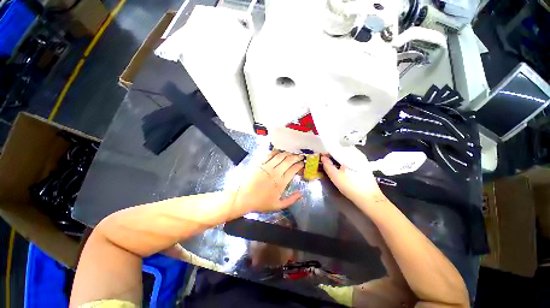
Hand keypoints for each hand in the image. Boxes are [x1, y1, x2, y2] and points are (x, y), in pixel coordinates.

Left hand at [234, 151, 303, 211]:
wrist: (243, 198)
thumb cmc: (261, 202)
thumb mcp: (278, 205)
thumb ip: (291, 200)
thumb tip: (301, 193)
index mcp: (281, 182)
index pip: (293, 170)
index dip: (299, 165)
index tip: (302, 163)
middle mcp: (275, 172)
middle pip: (288, 161)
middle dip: (296, 157)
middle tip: (299, 155)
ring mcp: (266, 167)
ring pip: (280, 156)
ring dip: (287, 153)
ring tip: (290, 152)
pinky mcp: (259, 163)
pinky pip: (268, 155)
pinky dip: (275, 152)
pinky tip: (278, 151)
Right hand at [321, 154, 385, 204]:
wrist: (369, 198)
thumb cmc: (351, 186)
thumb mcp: (335, 176)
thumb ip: (327, 165)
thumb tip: (322, 157)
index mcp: (350, 154)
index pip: (335, 148)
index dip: (326, 152)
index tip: (321, 157)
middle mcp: (357, 153)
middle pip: (341, 149)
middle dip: (332, 153)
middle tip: (325, 160)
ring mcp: (362, 158)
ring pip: (346, 153)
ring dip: (338, 156)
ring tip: (331, 162)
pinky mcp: (364, 164)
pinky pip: (351, 157)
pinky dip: (344, 159)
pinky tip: (341, 165)